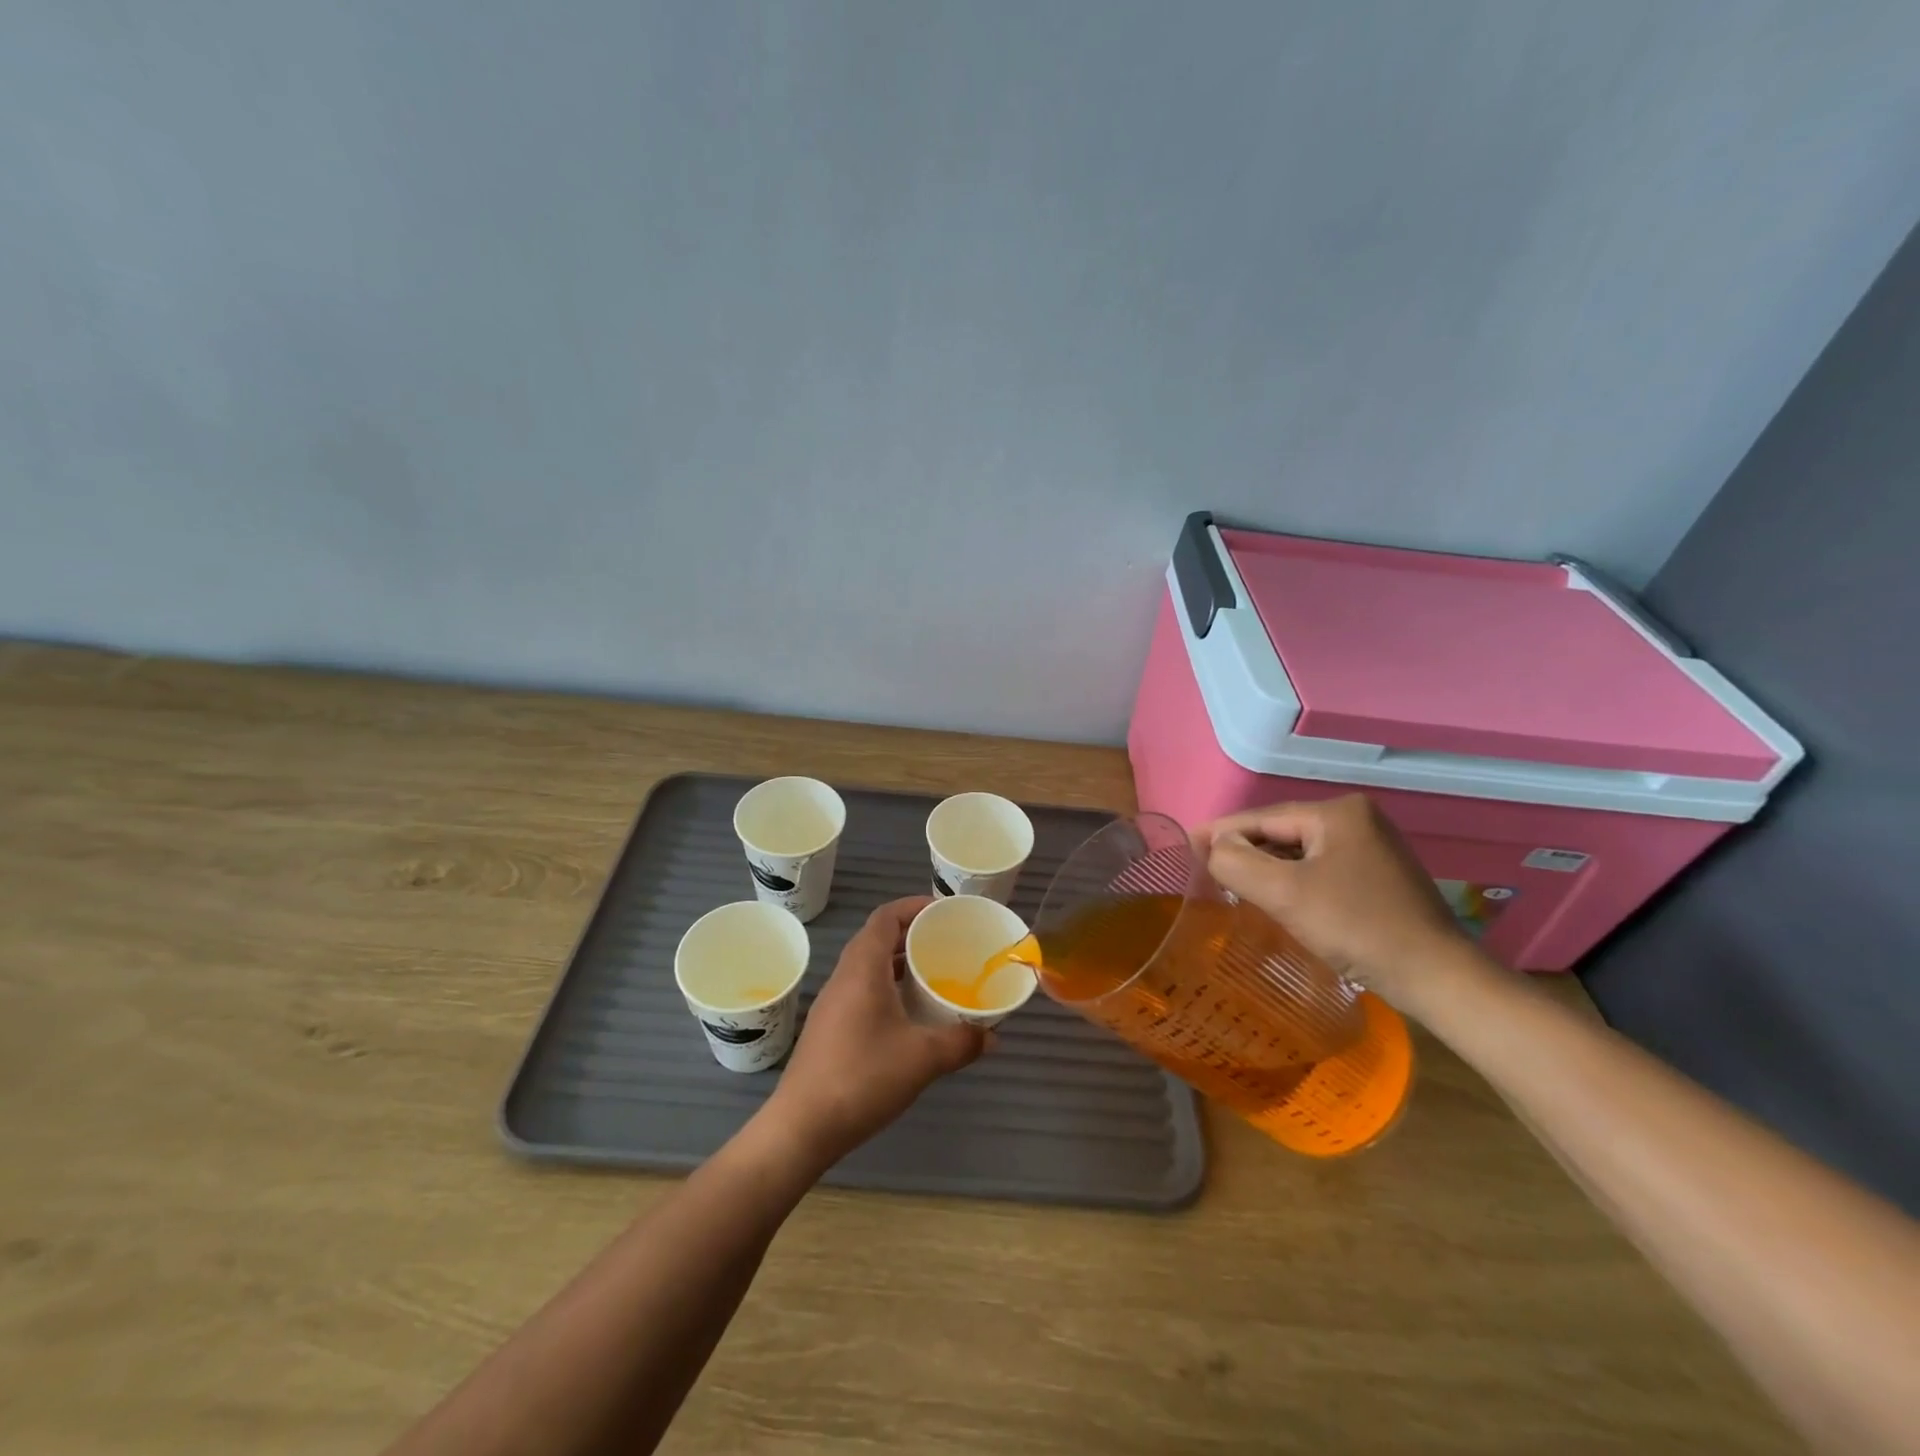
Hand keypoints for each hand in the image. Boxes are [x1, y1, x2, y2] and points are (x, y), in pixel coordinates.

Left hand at [763, 897, 985, 1170]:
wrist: (802, 1127)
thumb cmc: (862, 1078)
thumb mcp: (922, 1058)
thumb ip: (961, 1042)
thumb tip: (992, 1036)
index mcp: (862, 968)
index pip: (886, 917)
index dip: (914, 906)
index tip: (944, 911)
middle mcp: (844, 976)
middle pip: (877, 937)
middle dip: (912, 934)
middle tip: (947, 942)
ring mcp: (833, 1003)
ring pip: (869, 966)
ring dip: (899, 962)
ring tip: (934, 973)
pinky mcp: (830, 1027)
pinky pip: (862, 989)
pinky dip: (888, 987)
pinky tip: (909, 1013)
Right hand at [1194, 795, 1470, 1012]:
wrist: (1436, 977)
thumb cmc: (1357, 927)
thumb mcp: (1285, 894)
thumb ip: (1238, 863)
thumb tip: (1214, 847)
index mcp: (1338, 812)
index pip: (1263, 818)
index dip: (1221, 832)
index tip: (1186, 846)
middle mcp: (1357, 820)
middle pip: (1281, 833)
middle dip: (1244, 851)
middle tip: (1205, 869)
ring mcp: (1372, 847)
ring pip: (1300, 852)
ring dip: (1268, 867)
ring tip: (1232, 883)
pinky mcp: (1379, 876)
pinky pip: (1319, 868)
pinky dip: (1293, 880)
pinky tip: (1276, 897)